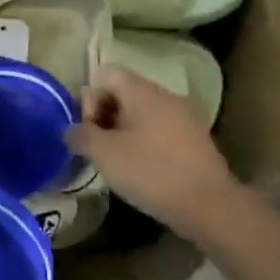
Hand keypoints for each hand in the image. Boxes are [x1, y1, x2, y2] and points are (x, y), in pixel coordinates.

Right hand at [65, 65, 241, 229]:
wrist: (209, 205)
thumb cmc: (150, 172)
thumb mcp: (103, 154)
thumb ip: (80, 135)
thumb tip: (71, 130)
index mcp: (143, 91)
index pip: (106, 74)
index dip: (90, 98)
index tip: (90, 130)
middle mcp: (166, 96)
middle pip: (124, 92)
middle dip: (105, 116)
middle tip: (99, 148)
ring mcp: (186, 117)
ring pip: (143, 113)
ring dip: (124, 131)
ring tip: (119, 161)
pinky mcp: (196, 140)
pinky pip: (161, 129)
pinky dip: (146, 142)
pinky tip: (143, 169)